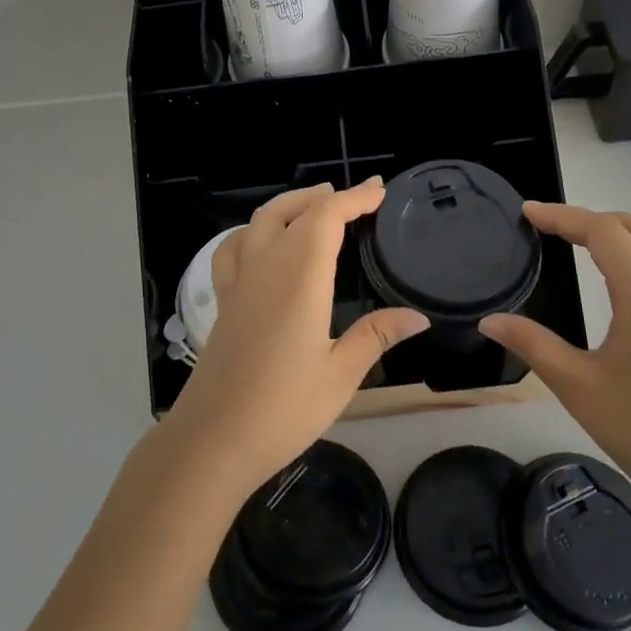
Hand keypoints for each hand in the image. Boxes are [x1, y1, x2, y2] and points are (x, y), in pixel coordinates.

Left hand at [162, 180, 428, 493]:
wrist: (213, 440)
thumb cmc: (283, 409)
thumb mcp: (340, 375)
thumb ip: (376, 336)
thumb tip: (418, 316)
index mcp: (300, 278)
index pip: (327, 218)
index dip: (354, 198)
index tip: (380, 190)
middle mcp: (266, 268)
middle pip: (292, 211)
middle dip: (325, 197)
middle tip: (357, 197)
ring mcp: (239, 283)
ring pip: (259, 222)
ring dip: (290, 205)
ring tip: (315, 205)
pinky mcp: (224, 302)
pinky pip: (232, 249)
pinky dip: (252, 231)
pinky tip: (261, 242)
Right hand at [479, 203, 630, 518]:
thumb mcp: (578, 386)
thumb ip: (533, 344)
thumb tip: (489, 320)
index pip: (604, 232)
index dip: (563, 217)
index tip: (527, 213)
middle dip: (595, 219)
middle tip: (554, 228)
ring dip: (622, 233)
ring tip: (580, 243)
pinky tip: (612, 279)